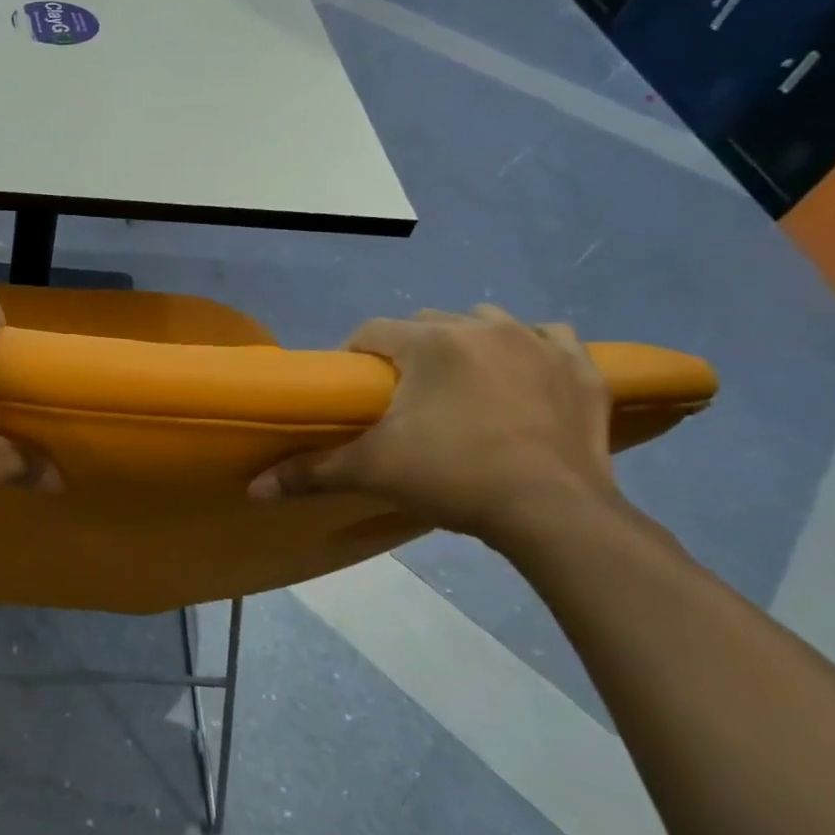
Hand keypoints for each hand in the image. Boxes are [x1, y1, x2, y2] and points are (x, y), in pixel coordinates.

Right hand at [249, 305, 619, 546]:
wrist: (555, 512)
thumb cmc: (454, 478)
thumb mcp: (373, 472)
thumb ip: (310, 472)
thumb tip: (253, 488)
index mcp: (429, 343)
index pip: (373, 330)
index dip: (356, 355)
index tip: (356, 390)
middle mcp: (482, 328)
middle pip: (426, 323)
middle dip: (408, 350)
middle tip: (403, 396)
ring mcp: (538, 343)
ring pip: (486, 322)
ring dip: (466, 342)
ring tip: (458, 383)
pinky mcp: (581, 369)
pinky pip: (549, 337)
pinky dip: (531, 348)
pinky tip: (521, 373)